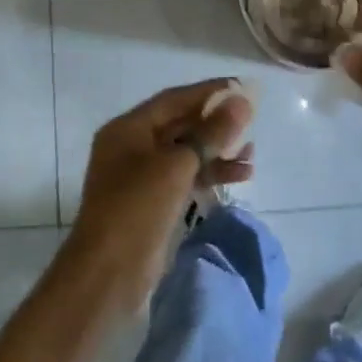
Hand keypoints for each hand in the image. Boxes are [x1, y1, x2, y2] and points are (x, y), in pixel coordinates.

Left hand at [64, 80, 253, 309]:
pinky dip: (210, 174)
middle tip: (253, 119)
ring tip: (253, 153)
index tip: (243, 87)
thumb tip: (242, 102)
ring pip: (186, 152)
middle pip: (180, 124)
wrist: (108, 274)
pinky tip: (241, 175)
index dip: (210, 92)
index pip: (174, 99)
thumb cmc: (137, 209)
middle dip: (216, 123)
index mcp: (128, 128)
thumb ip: (211, 133)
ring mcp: (141, 176)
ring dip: (218, 151)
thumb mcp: (177, 166)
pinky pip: (186, 177)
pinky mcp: (153, 202)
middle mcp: (132, 146)